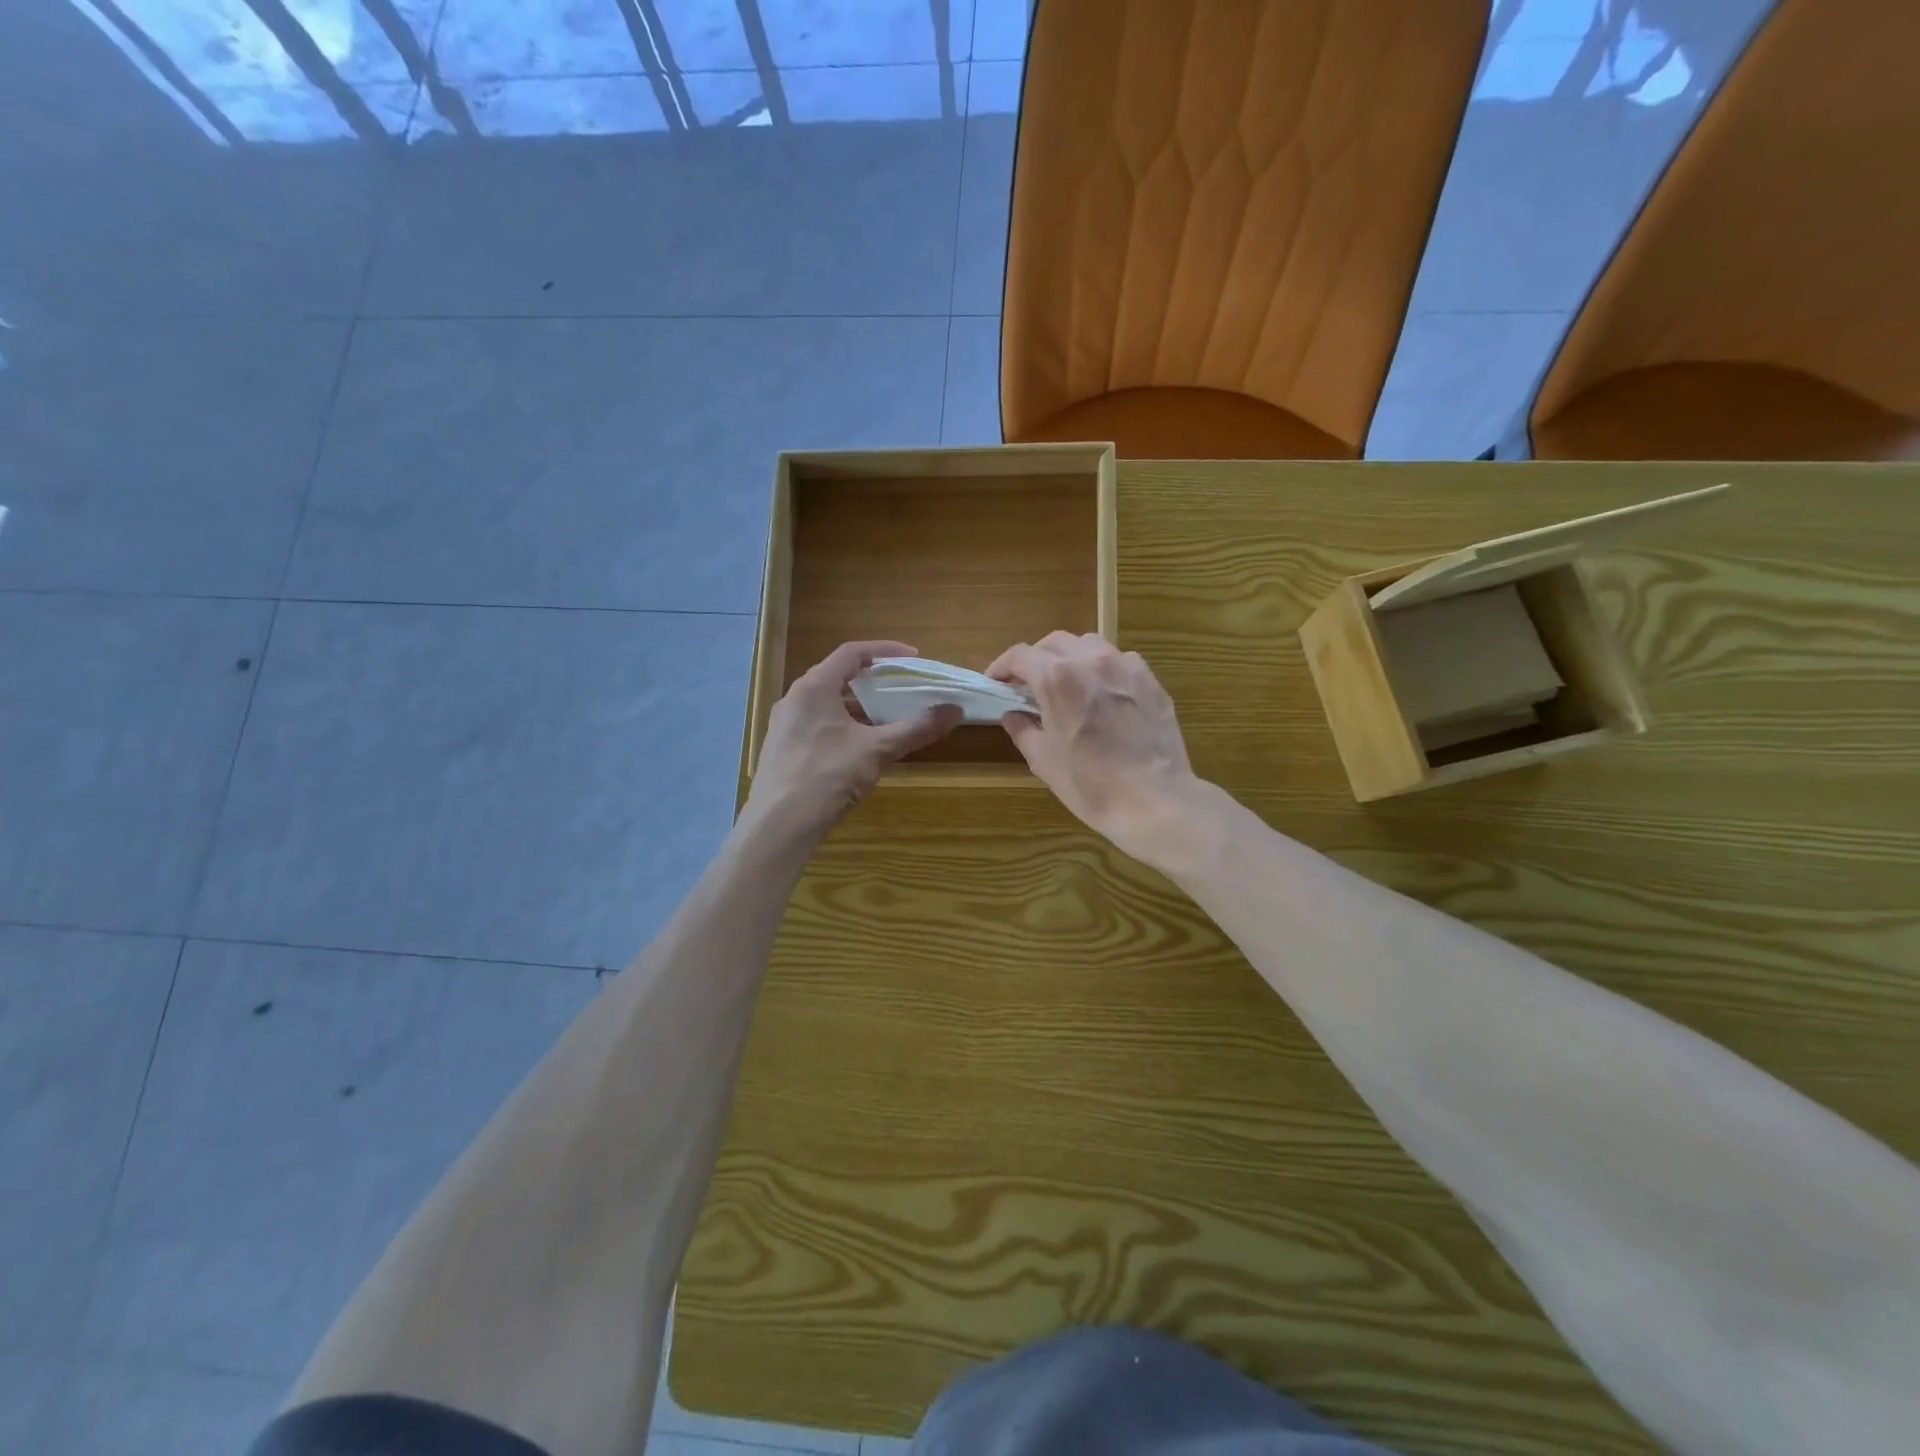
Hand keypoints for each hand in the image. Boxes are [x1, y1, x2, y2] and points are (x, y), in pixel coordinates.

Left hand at [745, 641, 960, 842]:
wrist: (778, 825)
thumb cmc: (827, 776)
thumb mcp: (877, 750)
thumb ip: (916, 728)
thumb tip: (955, 711)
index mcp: (814, 686)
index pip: (852, 652)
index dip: (885, 651)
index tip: (913, 659)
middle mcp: (795, 698)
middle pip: (839, 676)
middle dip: (874, 681)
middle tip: (903, 689)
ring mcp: (785, 724)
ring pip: (828, 703)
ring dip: (859, 707)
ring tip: (887, 720)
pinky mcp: (782, 749)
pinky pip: (817, 724)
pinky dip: (843, 726)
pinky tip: (860, 748)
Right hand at [987, 633, 1202, 860]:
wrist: (1153, 800)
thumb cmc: (1090, 784)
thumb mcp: (1044, 760)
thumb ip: (1023, 730)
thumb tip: (1012, 715)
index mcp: (1057, 678)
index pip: (1020, 655)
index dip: (1002, 666)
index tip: (996, 682)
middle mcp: (1090, 660)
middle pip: (1054, 642)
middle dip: (1036, 658)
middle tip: (1028, 684)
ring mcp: (1125, 667)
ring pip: (1090, 645)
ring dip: (1070, 657)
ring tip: (1067, 682)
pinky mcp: (1151, 680)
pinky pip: (1120, 661)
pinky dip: (1103, 669)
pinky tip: (1103, 693)